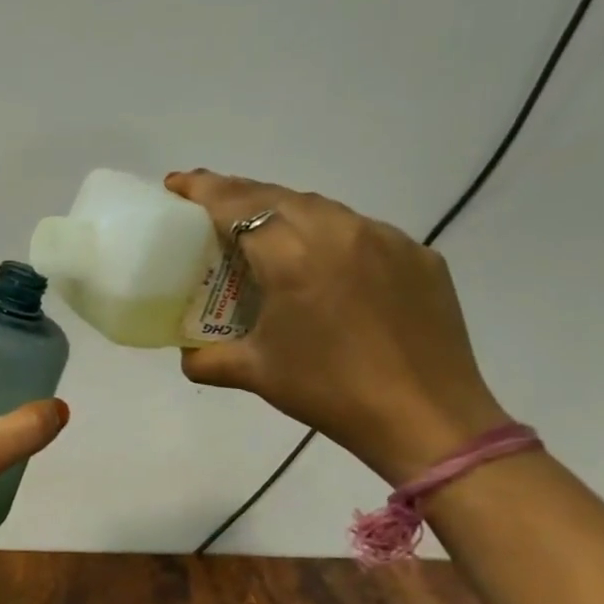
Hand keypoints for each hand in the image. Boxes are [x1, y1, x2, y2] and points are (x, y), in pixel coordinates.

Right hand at [165, 170, 509, 484]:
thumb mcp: (255, 373)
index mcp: (292, 255)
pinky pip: (360, 231)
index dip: (202, 188)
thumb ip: (206, 358)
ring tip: (261, 233)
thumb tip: (186, 354)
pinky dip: (328, 235)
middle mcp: (339, 231)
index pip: (236, 204)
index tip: (175, 184)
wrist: (428, 419)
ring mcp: (384, 238)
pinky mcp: (417, 254)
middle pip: (275, 195)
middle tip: (207, 207)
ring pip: (320, 208)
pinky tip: (323, 265)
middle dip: (236, 194)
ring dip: (282, 211)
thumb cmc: (329, 391)